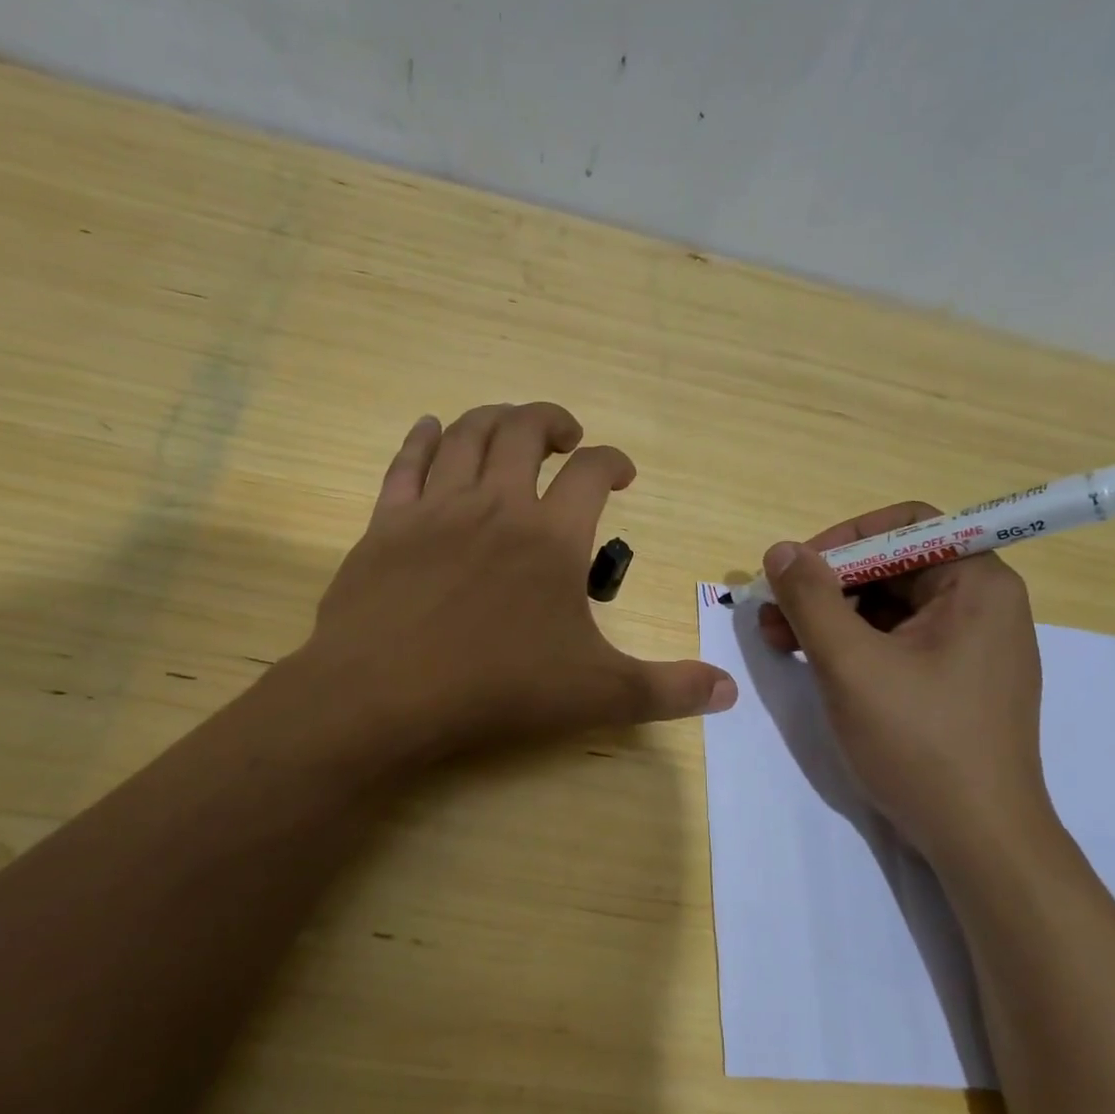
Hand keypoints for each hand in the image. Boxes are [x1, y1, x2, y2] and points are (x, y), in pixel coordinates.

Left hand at [296, 403, 736, 764]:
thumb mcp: (596, 695)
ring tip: (510, 426)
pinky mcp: (385, 524)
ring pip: (466, 434)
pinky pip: (405, 462)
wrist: (385, 694)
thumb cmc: (497, 689)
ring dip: (495, 418)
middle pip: (524, 431)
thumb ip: (667, 690)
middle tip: (566, 435)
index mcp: (551, 536)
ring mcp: (434, 508)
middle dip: (552, 421)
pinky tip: (430, 429)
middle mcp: (495, 504)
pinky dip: (422, 438)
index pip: (593, 473)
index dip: (614, 461)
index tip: (623, 472)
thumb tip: (730, 693)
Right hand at [757, 503, 1050, 859]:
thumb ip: (811, 599)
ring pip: (891, 607)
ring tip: (780, 642)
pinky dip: (854, 646)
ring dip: (832, 617)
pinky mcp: (956, 683)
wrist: (978, 839)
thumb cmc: (918, 741)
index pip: (907, 527)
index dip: (844, 539)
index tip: (796, 570)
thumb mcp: (850, 664)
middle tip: (773, 614)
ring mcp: (972, 648)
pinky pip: (899, 642)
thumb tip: (781, 551)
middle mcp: (983, 606)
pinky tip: (816, 665)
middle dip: (828, 585)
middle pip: (894, 567)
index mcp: (977, 585)